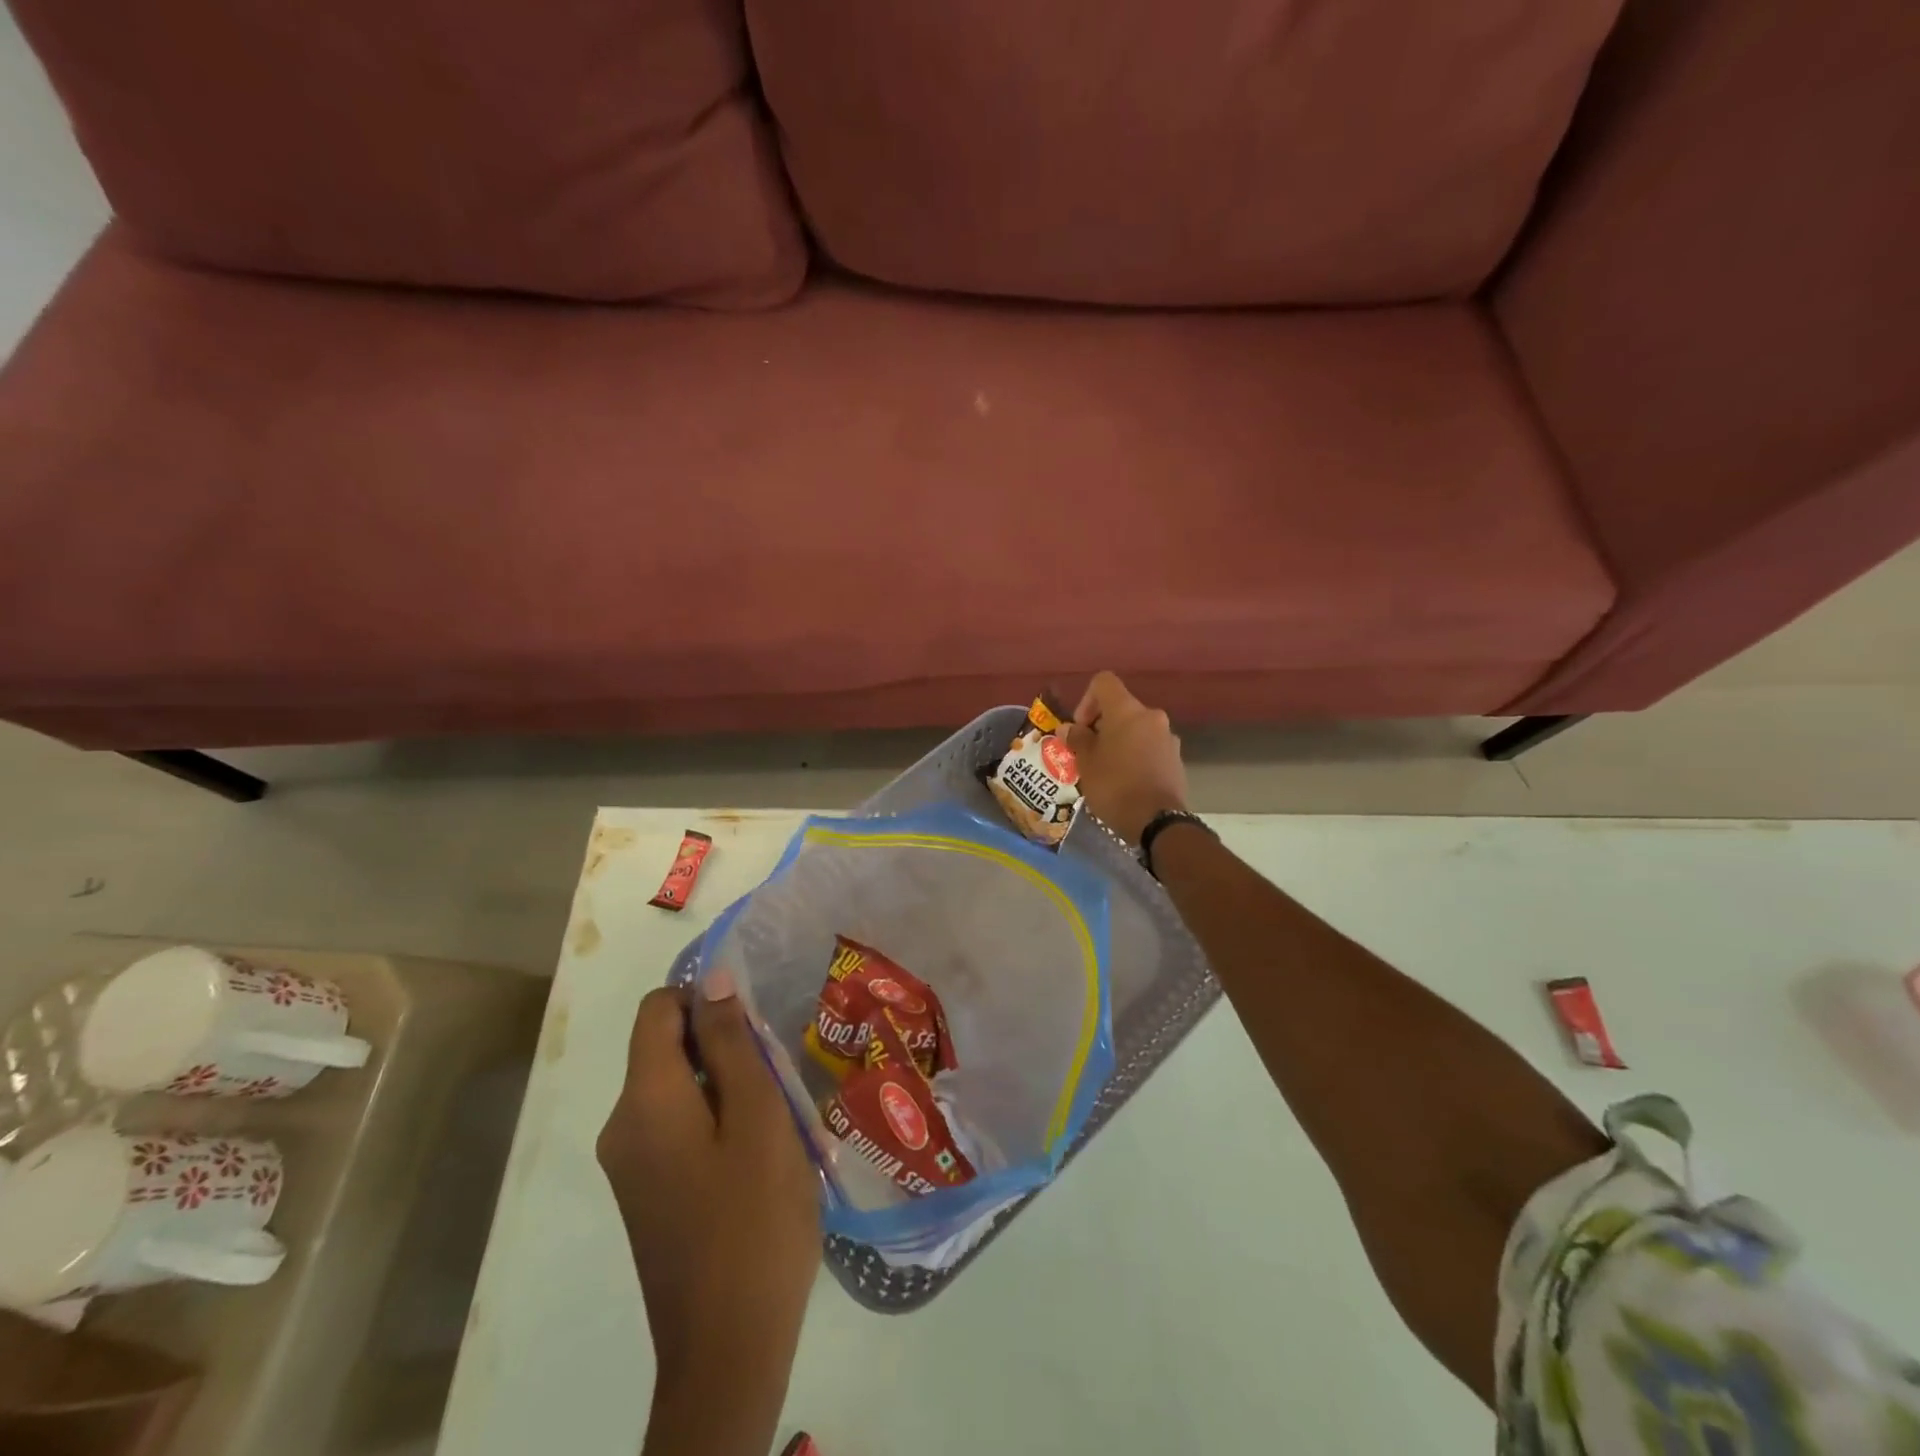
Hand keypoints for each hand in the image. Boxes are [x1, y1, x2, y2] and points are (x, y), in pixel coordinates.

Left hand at [597, 972, 819, 1450]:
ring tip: (781, 1114)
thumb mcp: (757, 1118)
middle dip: (724, 1044)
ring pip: (678, 1088)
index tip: (755, 1021)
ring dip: (728, 1084)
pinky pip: (678, 1127)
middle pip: (666, 1047)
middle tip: (780, 1074)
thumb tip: (711, 979)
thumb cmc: (753, 1222)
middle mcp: (622, 1126)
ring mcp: (631, 1166)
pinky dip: (717, 1119)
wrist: (727, 1351)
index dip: (704, 997)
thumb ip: (731, 1043)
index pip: (657, 1010)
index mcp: (643, 1101)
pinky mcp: (648, 1194)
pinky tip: (762, 1152)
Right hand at [1062, 671, 1189, 844]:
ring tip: (1106, 769)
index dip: (1086, 700)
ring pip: (1136, 729)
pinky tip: (1126, 781)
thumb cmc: (1114, 785)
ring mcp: (1168, 737)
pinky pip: (1149, 747)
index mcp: (1127, 710)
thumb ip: (1077, 739)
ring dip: (1119, 741)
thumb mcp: (1086, 762)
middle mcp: (1151, 716)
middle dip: (1101, 726)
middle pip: (1121, 708)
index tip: (1081, 728)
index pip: (1104, 682)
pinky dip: (1135, 755)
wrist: (1157, 821)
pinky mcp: (1176, 759)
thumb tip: (1070, 728)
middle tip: (1088, 752)